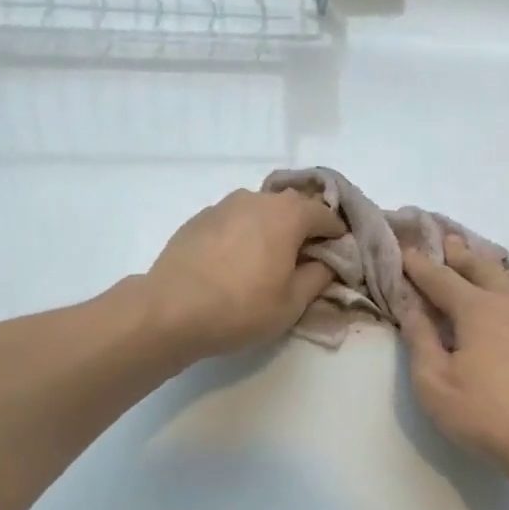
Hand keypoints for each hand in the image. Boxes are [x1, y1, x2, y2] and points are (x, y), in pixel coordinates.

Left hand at [144, 189, 345, 360]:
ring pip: (260, 211)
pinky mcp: (198, 219)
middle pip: (291, 207)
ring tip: (267, 262)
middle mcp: (256, 199)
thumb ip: (318, 277)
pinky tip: (235, 264)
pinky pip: (234, 222)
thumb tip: (326, 262)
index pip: (325, 214)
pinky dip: (244, 235)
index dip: (337, 234)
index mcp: (287, 214)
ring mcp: (223, 206)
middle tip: (304, 259)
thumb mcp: (292, 303)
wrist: (170, 310)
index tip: (338, 256)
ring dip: (271, 230)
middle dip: (304, 228)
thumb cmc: (241, 308)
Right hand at [399, 237, 508, 471]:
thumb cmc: (483, 413)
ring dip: (503, 270)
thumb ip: (420, 338)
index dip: (420, 265)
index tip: (407, 250)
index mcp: (479, 309)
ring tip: (492, 278)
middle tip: (447, 243)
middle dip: (460, 255)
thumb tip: (410, 306)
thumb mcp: (433, 382)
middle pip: (484, 267)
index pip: (442, 278)